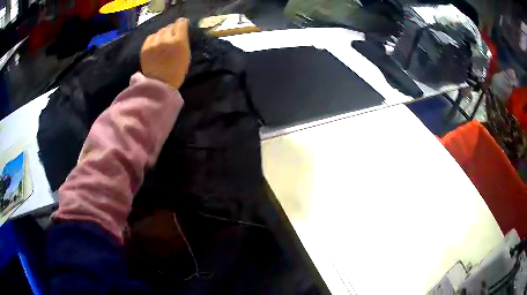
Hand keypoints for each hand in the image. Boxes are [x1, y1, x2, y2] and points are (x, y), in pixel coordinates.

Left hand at [140, 18, 190, 88]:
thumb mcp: (186, 54)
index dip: (182, 23)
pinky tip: (156, 45)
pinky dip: (154, 39)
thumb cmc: (176, 71)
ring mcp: (154, 43)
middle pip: (169, 26)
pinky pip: (151, 37)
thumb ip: (184, 40)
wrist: (159, 84)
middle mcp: (166, 39)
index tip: (182, 25)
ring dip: (163, 34)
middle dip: (172, 30)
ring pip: (160, 31)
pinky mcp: (145, 47)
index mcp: (179, 41)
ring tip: (163, 42)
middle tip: (172, 37)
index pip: (181, 23)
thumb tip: (180, 30)